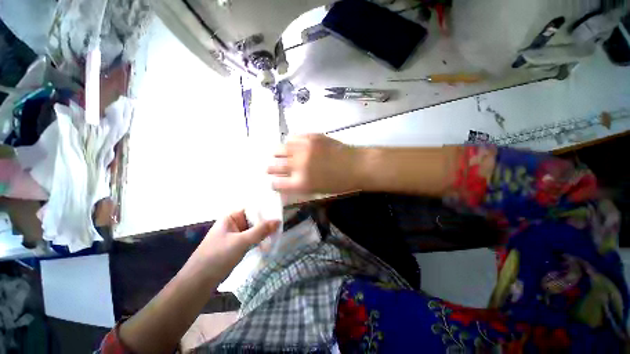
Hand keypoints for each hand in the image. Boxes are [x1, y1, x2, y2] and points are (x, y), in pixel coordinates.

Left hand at [192, 210, 279, 281]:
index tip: (279, 213)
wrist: (199, 282)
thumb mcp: (241, 241)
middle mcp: (234, 224)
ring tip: (278, 234)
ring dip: (264, 233)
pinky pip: (252, 239)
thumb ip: (261, 231)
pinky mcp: (237, 246)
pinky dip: (260, 241)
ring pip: (254, 230)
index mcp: (231, 217)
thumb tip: (278, 221)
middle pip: (254, 220)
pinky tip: (269, 244)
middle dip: (267, 223)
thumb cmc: (218, 256)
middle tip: (281, 225)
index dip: (265, 210)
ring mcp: (236, 236)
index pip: (252, 208)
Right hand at [267, 134, 362, 193]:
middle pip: (272, 166)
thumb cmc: (338, 183)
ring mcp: (304, 149)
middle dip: (270, 168)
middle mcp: (298, 165)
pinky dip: (290, 143)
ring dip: (278, 155)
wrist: (356, 165)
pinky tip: (294, 146)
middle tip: (273, 168)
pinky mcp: (310, 137)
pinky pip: (291, 138)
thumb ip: (297, 187)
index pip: (276, 184)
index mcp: (301, 183)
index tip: (275, 181)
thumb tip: (283, 182)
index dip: (273, 183)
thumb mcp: (316, 191)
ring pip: (278, 149)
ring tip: (282, 156)